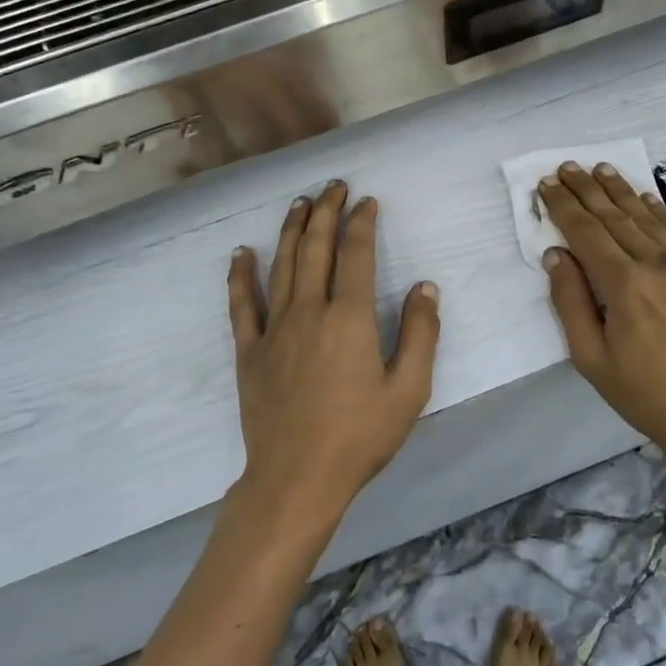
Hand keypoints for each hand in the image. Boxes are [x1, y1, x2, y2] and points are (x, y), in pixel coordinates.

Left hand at [227, 181, 440, 528]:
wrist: (297, 478)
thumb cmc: (360, 436)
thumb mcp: (409, 390)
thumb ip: (420, 334)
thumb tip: (424, 286)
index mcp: (349, 318)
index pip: (356, 254)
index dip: (362, 222)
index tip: (367, 201)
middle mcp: (309, 310)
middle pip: (316, 248)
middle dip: (326, 211)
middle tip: (334, 186)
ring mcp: (274, 328)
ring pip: (282, 265)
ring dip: (292, 230)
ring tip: (300, 203)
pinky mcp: (249, 350)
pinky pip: (242, 304)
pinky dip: (240, 275)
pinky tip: (241, 253)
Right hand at [537, 162, 665, 475]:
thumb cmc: (649, 395)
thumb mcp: (592, 360)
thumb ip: (570, 303)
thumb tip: (556, 256)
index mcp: (623, 285)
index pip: (585, 232)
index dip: (563, 206)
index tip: (546, 184)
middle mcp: (655, 264)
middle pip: (613, 217)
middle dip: (587, 189)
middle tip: (567, 166)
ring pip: (646, 218)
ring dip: (620, 191)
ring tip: (601, 169)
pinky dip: (659, 210)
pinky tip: (646, 197)